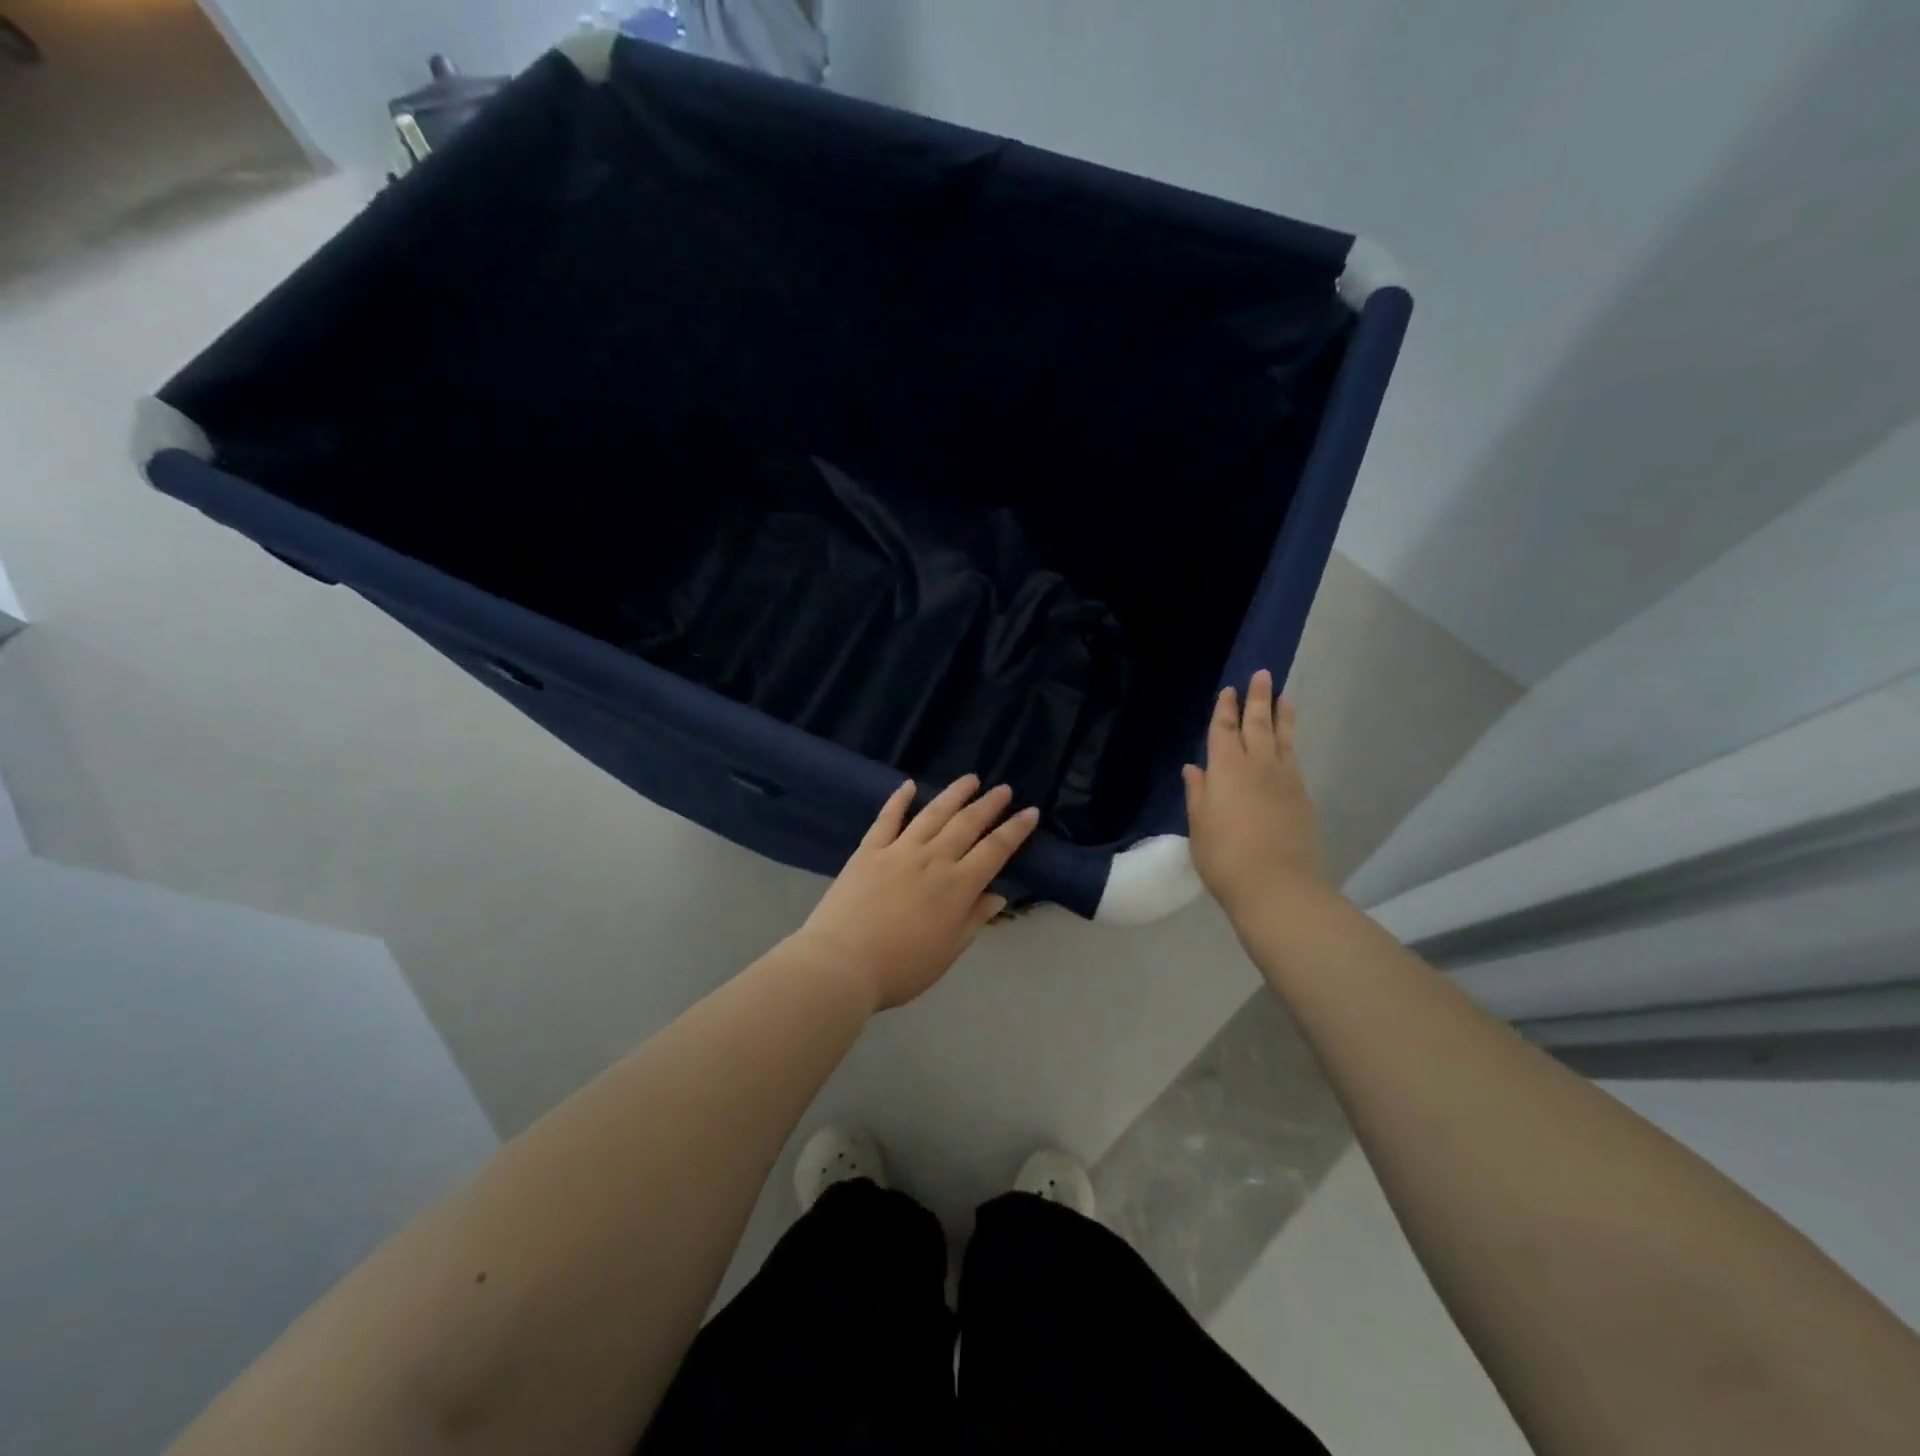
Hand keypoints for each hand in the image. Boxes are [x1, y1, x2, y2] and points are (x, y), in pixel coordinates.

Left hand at [792, 775, 1039, 1010]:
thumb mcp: (948, 952)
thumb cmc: (901, 968)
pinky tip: (909, 785)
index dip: (1015, 830)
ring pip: (933, 814)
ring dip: (954, 794)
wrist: (842, 964)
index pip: (995, 850)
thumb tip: (998, 895)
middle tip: (1004, 789)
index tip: (1030, 812)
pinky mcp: (869, 850)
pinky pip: (887, 818)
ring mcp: (899, 851)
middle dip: (989, 804)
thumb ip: (974, 919)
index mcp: (957, 887)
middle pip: (967, 824)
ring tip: (970, 779)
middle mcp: (933, 860)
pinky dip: (899, 799)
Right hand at [1182, 669, 1326, 918]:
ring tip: (1285, 697)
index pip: (1225, 731)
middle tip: (1263, 675)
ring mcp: (1285, 780)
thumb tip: (1194, 768)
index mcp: (1226, 770)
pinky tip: (1288, 744)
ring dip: (1281, 716)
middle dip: (1257, 699)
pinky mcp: (1302, 797)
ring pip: (1282, 738)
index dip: (1225, 710)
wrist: (1277, 885)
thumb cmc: (1225, 857)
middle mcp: (1258, 766)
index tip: (1229, 691)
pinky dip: (1289, 744)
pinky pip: (1293, 759)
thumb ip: (1198, 793)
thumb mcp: (1199, 826)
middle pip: (1257, 725)